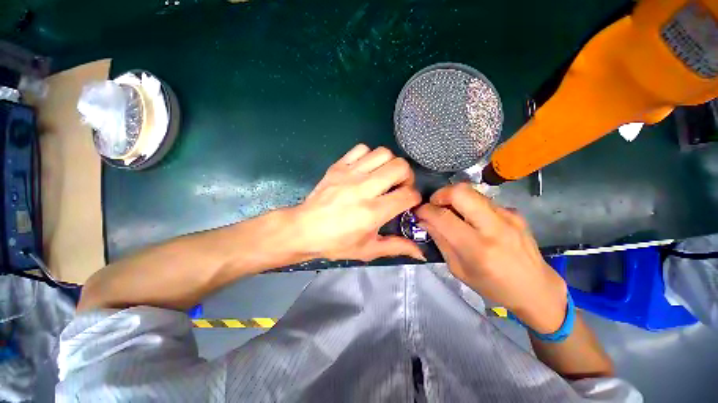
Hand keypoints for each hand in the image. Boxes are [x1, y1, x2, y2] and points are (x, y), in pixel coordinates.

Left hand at [289, 144, 424, 261]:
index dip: (414, 198)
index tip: (408, 203)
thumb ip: (396, 247)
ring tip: (384, 177)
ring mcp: (349, 174)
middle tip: (399, 187)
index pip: (408, 195)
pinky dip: (369, 156)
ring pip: (383, 153)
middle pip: (400, 167)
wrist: (304, 229)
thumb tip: (421, 254)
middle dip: (407, 176)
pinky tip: (366, 169)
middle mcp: (363, 188)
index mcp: (372, 212)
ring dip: (389, 164)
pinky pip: (361, 149)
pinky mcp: (338, 166)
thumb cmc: (336, 242)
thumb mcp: (368, 250)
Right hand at [415, 183, 567, 332]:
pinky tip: (472, 220)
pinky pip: (483, 200)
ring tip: (451, 212)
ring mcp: (508, 216)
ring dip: (454, 198)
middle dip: (440, 194)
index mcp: (477, 248)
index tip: (418, 212)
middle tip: (434, 205)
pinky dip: (470, 205)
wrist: (536, 289)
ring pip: (472, 191)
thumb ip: (440, 241)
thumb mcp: (458, 269)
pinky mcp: (515, 212)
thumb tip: (424, 221)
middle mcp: (494, 227)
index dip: (425, 210)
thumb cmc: (493, 286)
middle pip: (460, 192)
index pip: (443, 217)